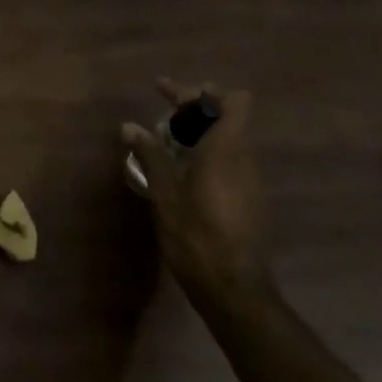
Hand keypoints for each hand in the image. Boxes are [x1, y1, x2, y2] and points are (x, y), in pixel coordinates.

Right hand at [121, 79, 270, 313]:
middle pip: (227, 118)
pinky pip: (230, 161)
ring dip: (200, 133)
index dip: (204, 92)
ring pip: (229, 140)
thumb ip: (151, 156)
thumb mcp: (165, 195)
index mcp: (225, 150)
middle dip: (195, 110)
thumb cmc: (196, 236)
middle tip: (162, 114)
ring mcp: (251, 181)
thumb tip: (130, 126)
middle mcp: (244, 159)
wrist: (234, 289)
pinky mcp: (250, 200)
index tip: (170, 94)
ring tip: (167, 143)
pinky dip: (207, 154)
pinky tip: (183, 172)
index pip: (232, 102)